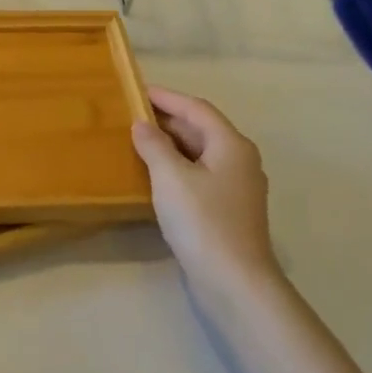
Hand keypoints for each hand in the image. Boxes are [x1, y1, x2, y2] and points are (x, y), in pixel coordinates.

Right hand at [131, 87, 278, 292]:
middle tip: (131, 115)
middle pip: (201, 129)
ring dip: (171, 145)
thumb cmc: (203, 221)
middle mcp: (240, 160)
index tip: (137, 90)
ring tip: (137, 141)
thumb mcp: (170, 177)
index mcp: (231, 145)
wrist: (234, 282)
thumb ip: (154, 145)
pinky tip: (155, 176)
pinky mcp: (228, 211)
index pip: (197, 108)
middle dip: (167, 120)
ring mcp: (237, 188)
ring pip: (200, 154)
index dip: (167, 97)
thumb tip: (142, 125)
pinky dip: (177, 167)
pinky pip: (199, 175)